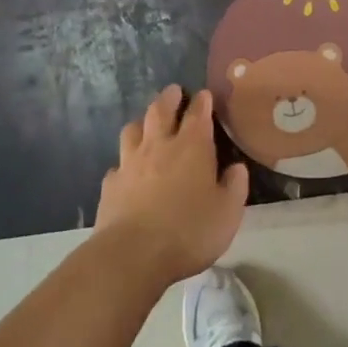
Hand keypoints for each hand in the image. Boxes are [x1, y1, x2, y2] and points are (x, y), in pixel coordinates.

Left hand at [95, 85, 248, 285]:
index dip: (203, 102)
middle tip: (174, 91)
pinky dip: (125, 163)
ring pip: (133, 130)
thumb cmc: (189, 231)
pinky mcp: (110, 185)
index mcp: (192, 147)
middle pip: (160, 110)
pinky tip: (127, 172)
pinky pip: (118, 165)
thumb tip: (236, 168)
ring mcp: (130, 163)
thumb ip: (235, 186)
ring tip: (147, 123)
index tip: (205, 94)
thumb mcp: (228, 212)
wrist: (133, 255)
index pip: (198, 113)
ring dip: (142, 123)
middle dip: (169, 98)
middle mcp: (159, 146)